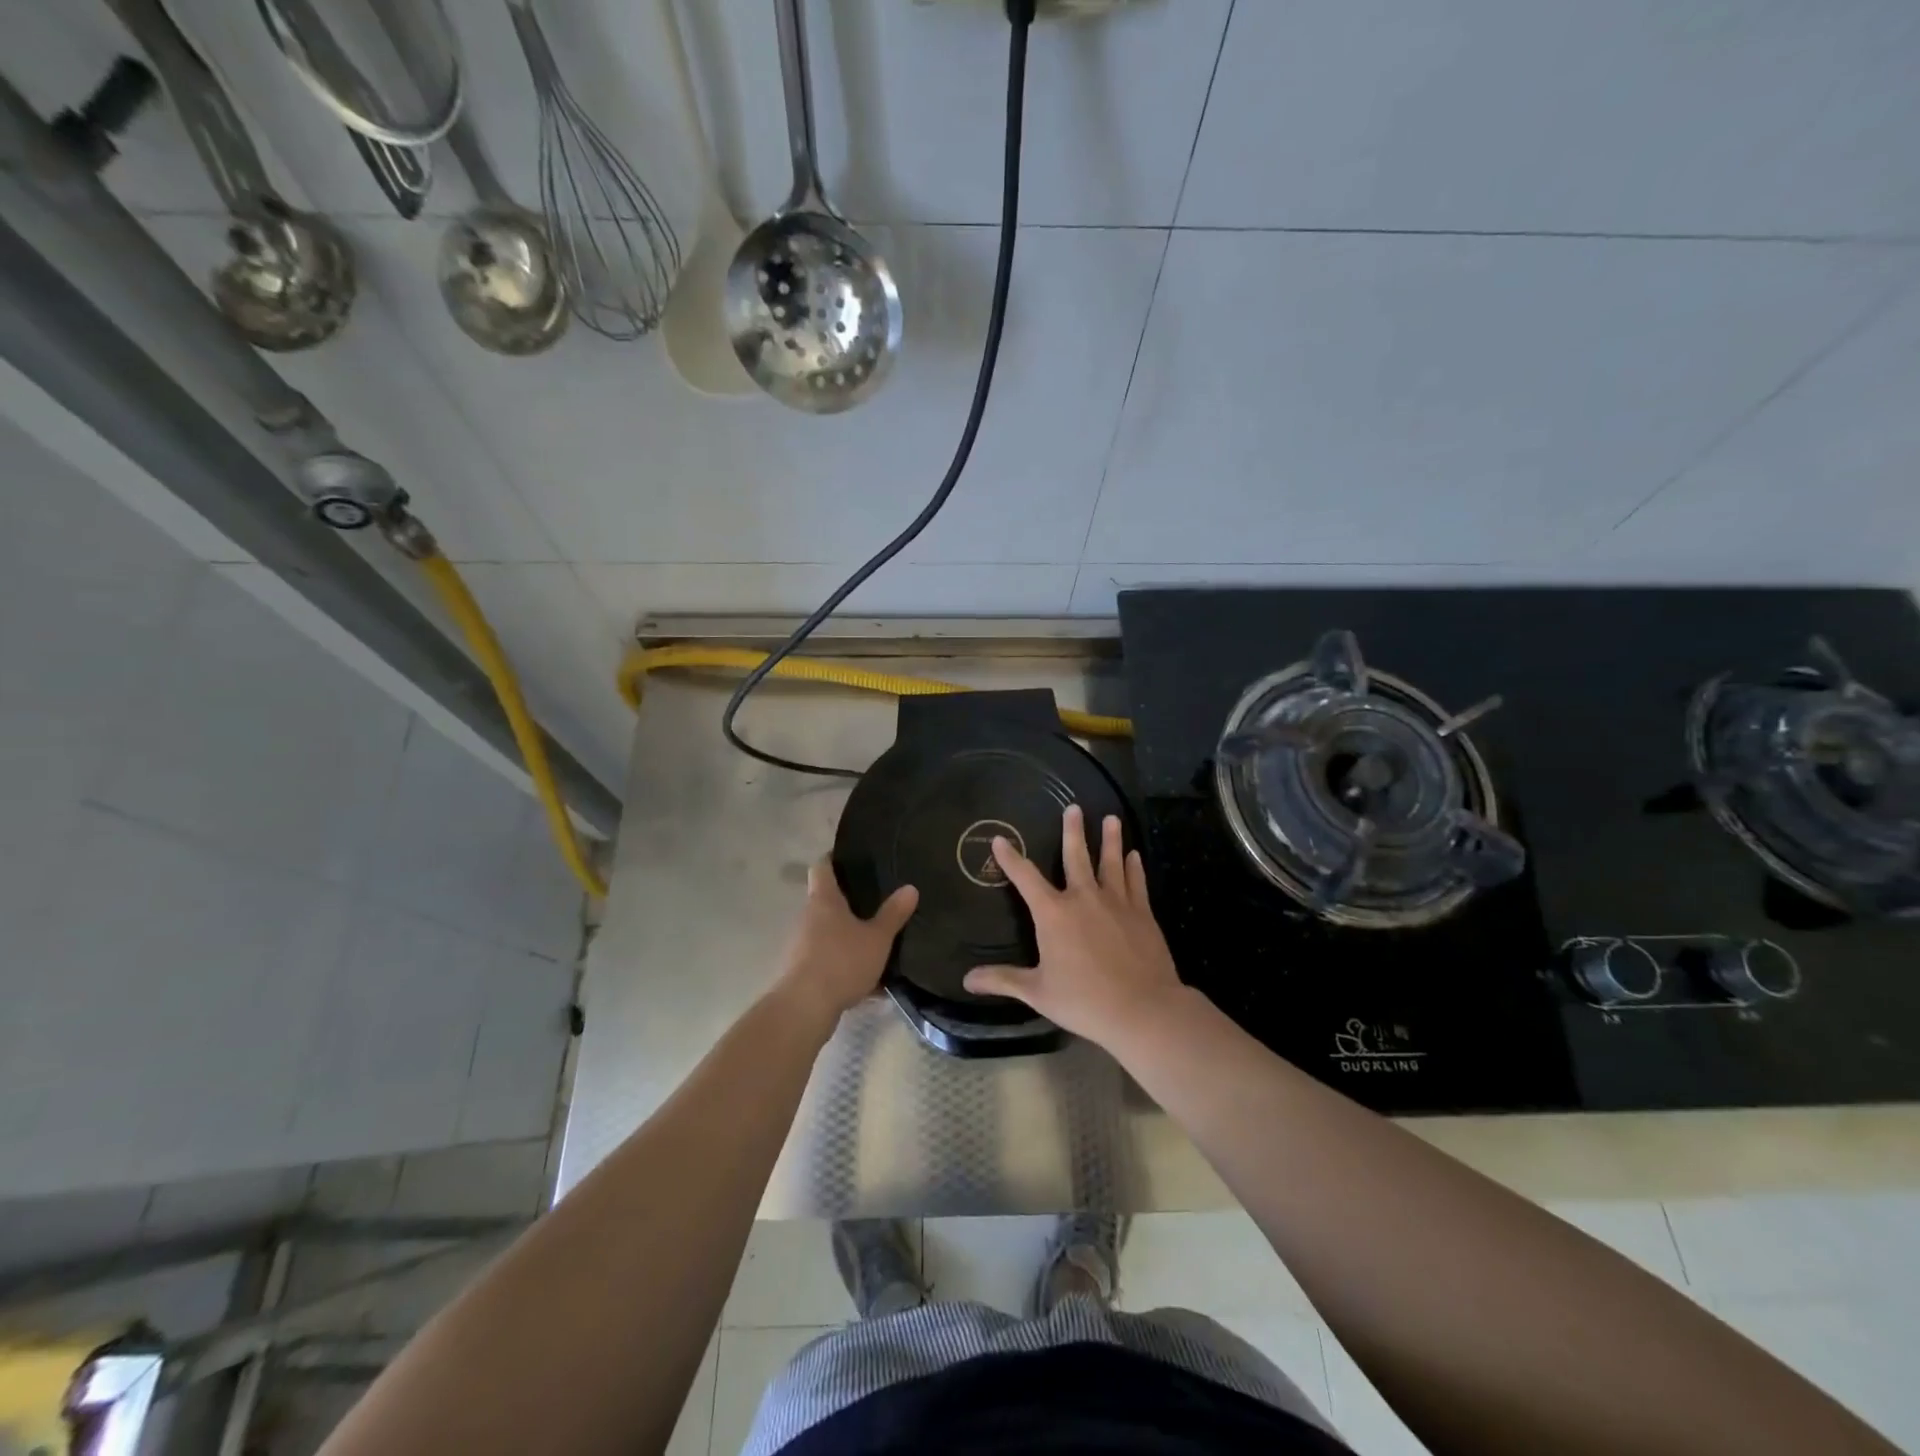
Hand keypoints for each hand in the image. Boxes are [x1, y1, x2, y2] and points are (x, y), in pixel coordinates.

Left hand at [775, 859, 917, 1030]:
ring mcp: (801, 945)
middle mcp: (808, 917)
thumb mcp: (877, 938)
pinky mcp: (802, 971)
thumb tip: (910, 887)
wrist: (804, 1008)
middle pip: (826, 901)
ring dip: (847, 936)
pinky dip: (846, 965)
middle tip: (876, 901)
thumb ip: (893, 914)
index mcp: (823, 900)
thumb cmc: (841, 961)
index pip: (822, 867)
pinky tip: (870, 982)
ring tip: (876, 941)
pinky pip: (828, 960)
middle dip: (848, 902)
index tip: (851, 857)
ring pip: (828, 933)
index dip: (834, 858)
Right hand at [964, 804, 1183, 1050]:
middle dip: (1073, 831)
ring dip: (1110, 840)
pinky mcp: (1141, 913)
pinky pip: (1136, 882)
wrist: (1142, 1009)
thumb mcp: (1037, 992)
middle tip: (1074, 808)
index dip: (1011, 858)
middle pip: (1076, 857)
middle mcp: (1084, 898)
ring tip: (1111, 818)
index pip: (1026, 878)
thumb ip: (1003, 980)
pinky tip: (1134, 856)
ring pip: (1111, 862)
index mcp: (1054, 914)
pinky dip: (1134, 867)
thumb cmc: (1084, 1000)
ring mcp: (1116, 903)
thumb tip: (966, 980)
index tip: (1000, 839)